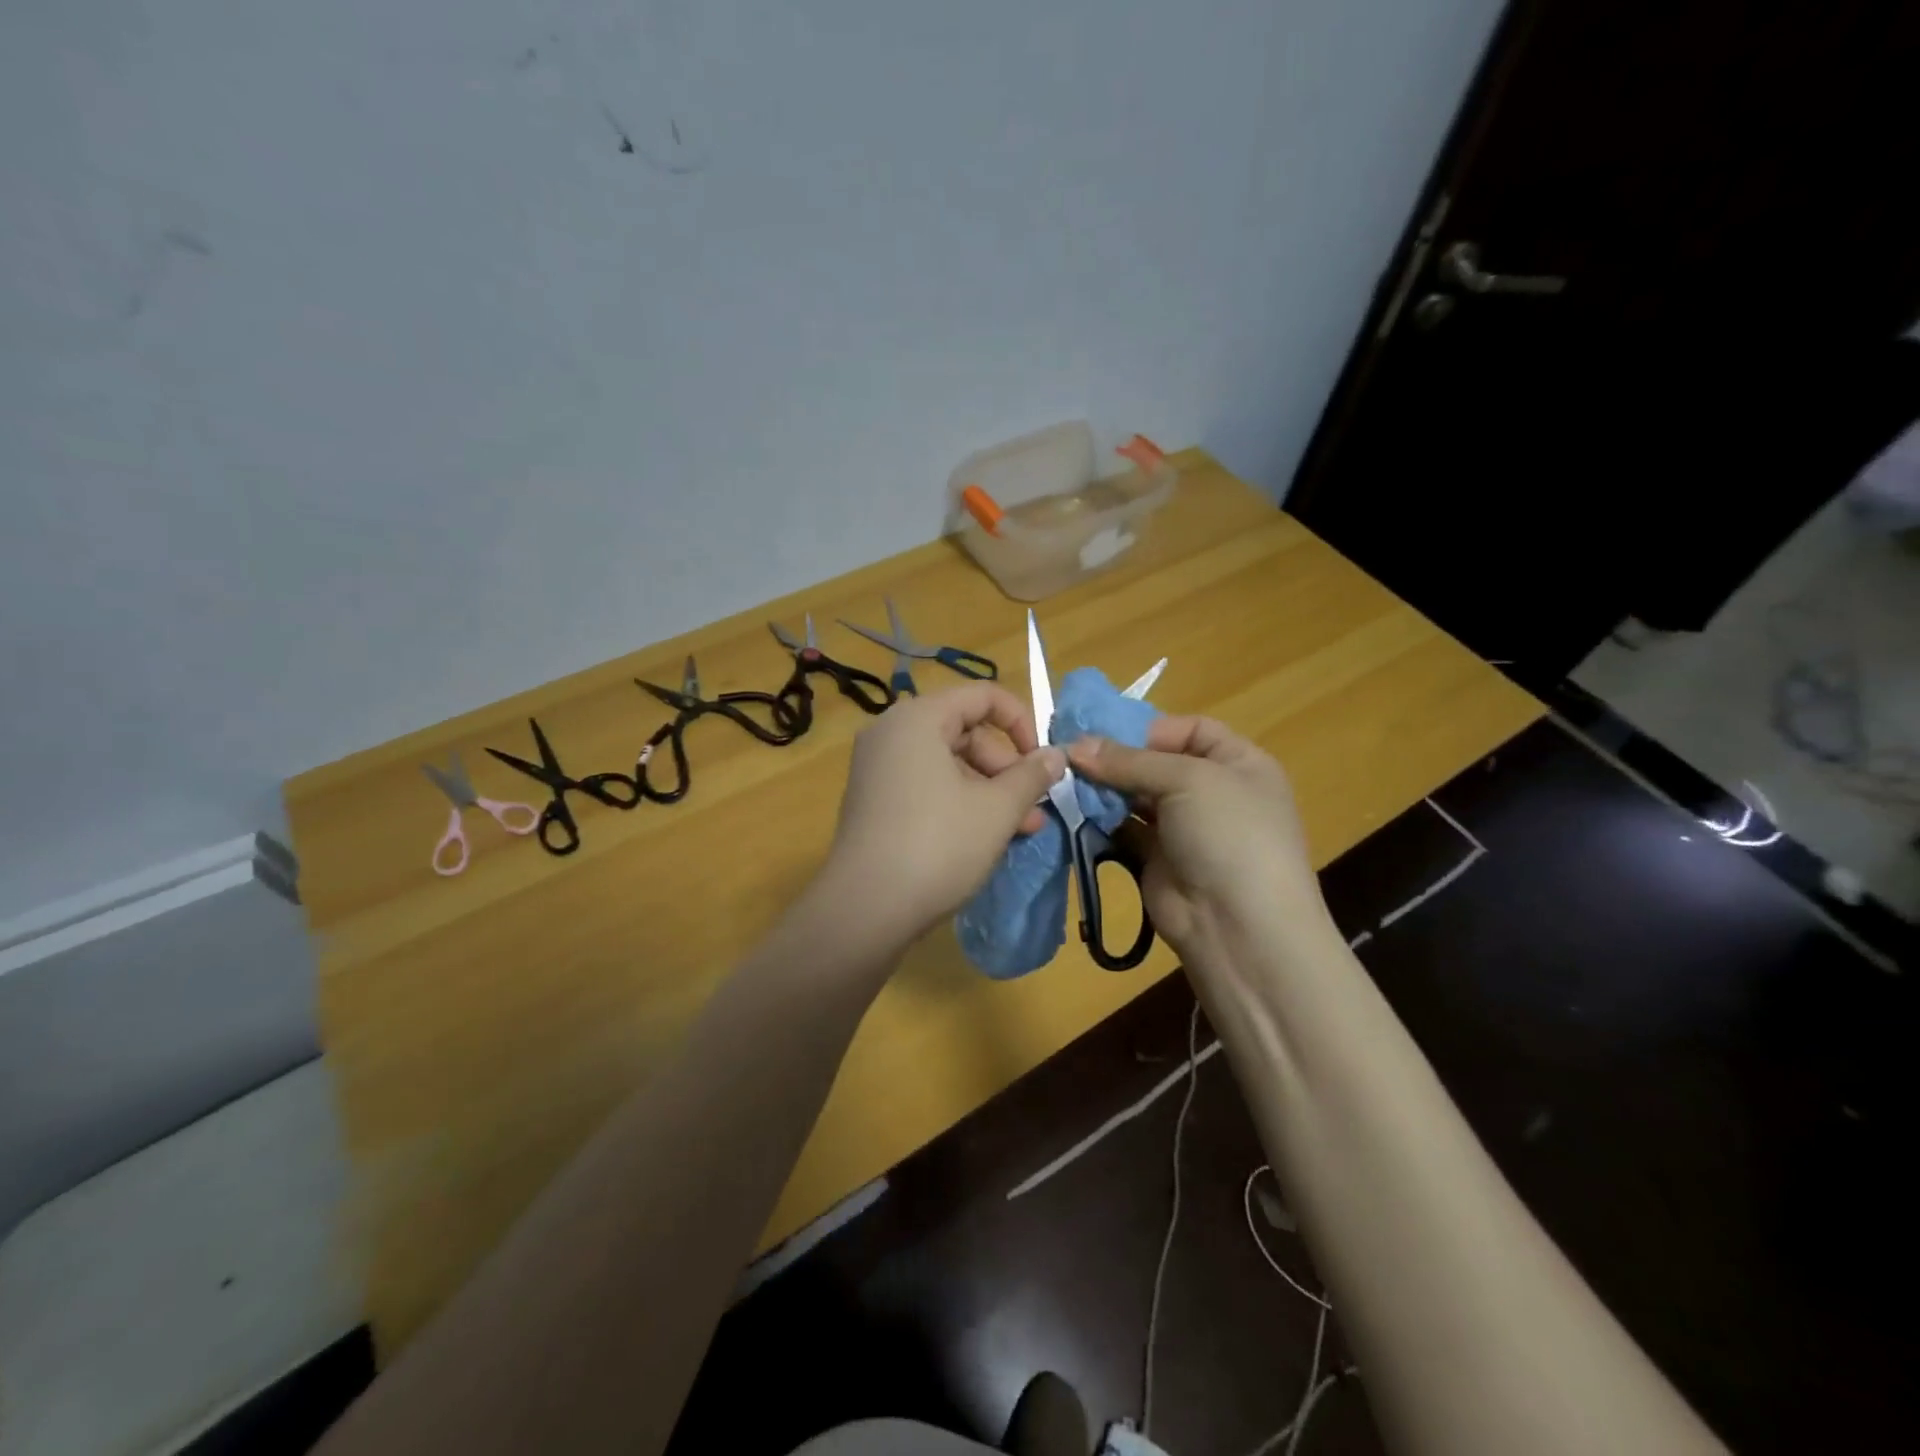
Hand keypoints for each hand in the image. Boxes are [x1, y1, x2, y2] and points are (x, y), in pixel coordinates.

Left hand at [822, 684, 1065, 947]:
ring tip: (1022, 829)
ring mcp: (876, 768)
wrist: (865, 909)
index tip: (1041, 761)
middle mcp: (891, 733)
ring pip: (947, 763)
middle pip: (964, 731)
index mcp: (918, 718)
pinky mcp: (872, 801)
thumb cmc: (938, 845)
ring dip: (988, 790)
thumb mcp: (997, 809)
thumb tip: (1056, 754)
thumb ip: (1031, 775)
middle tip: (1033, 806)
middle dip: (1006, 767)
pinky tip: (985, 837)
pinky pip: (925, 785)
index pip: (982, 696)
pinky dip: (958, 801)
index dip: (1021, 722)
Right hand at [1068, 717, 1326, 954]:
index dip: (1151, 729)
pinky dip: (1100, 820)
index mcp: (1238, 764)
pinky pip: (1123, 829)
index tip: (1107, 735)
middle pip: (1156, 762)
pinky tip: (1073, 812)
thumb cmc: (1228, 834)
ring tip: (1065, 782)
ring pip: (1135, 796)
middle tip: (1070, 757)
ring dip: (1103, 789)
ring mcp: (1184, 827)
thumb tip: (1074, 746)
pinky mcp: (1157, 858)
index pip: (1191, 730)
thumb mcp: (1187, 780)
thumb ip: (1129, 761)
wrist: (1238, 926)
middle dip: (1116, 759)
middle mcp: (1212, 792)